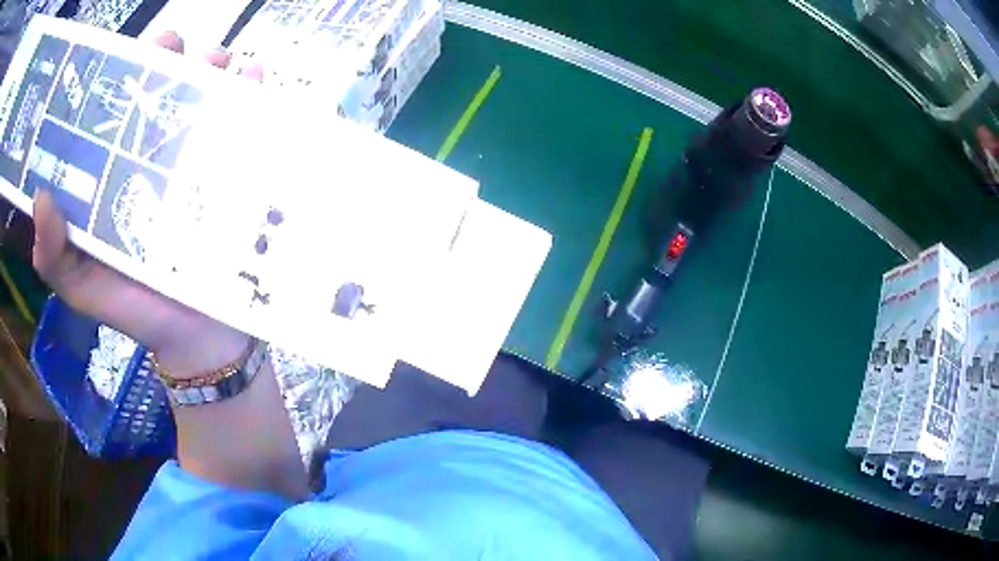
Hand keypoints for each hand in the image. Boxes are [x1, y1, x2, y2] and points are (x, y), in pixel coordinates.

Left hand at [32, 32, 260, 376]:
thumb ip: (54, 255)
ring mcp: (200, 164)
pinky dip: (254, 95)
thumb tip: (40, 196)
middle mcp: (159, 158)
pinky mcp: (237, 176)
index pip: (121, 113)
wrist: (197, 340)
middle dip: (174, 63)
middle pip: (167, 95)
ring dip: (214, 71)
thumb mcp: (83, 286)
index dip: (125, 78)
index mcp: (120, 174)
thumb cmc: (136, 310)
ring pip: (209, 100)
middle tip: (178, 49)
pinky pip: (249, 126)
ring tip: (218, 62)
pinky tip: (254, 76)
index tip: (133, 56)